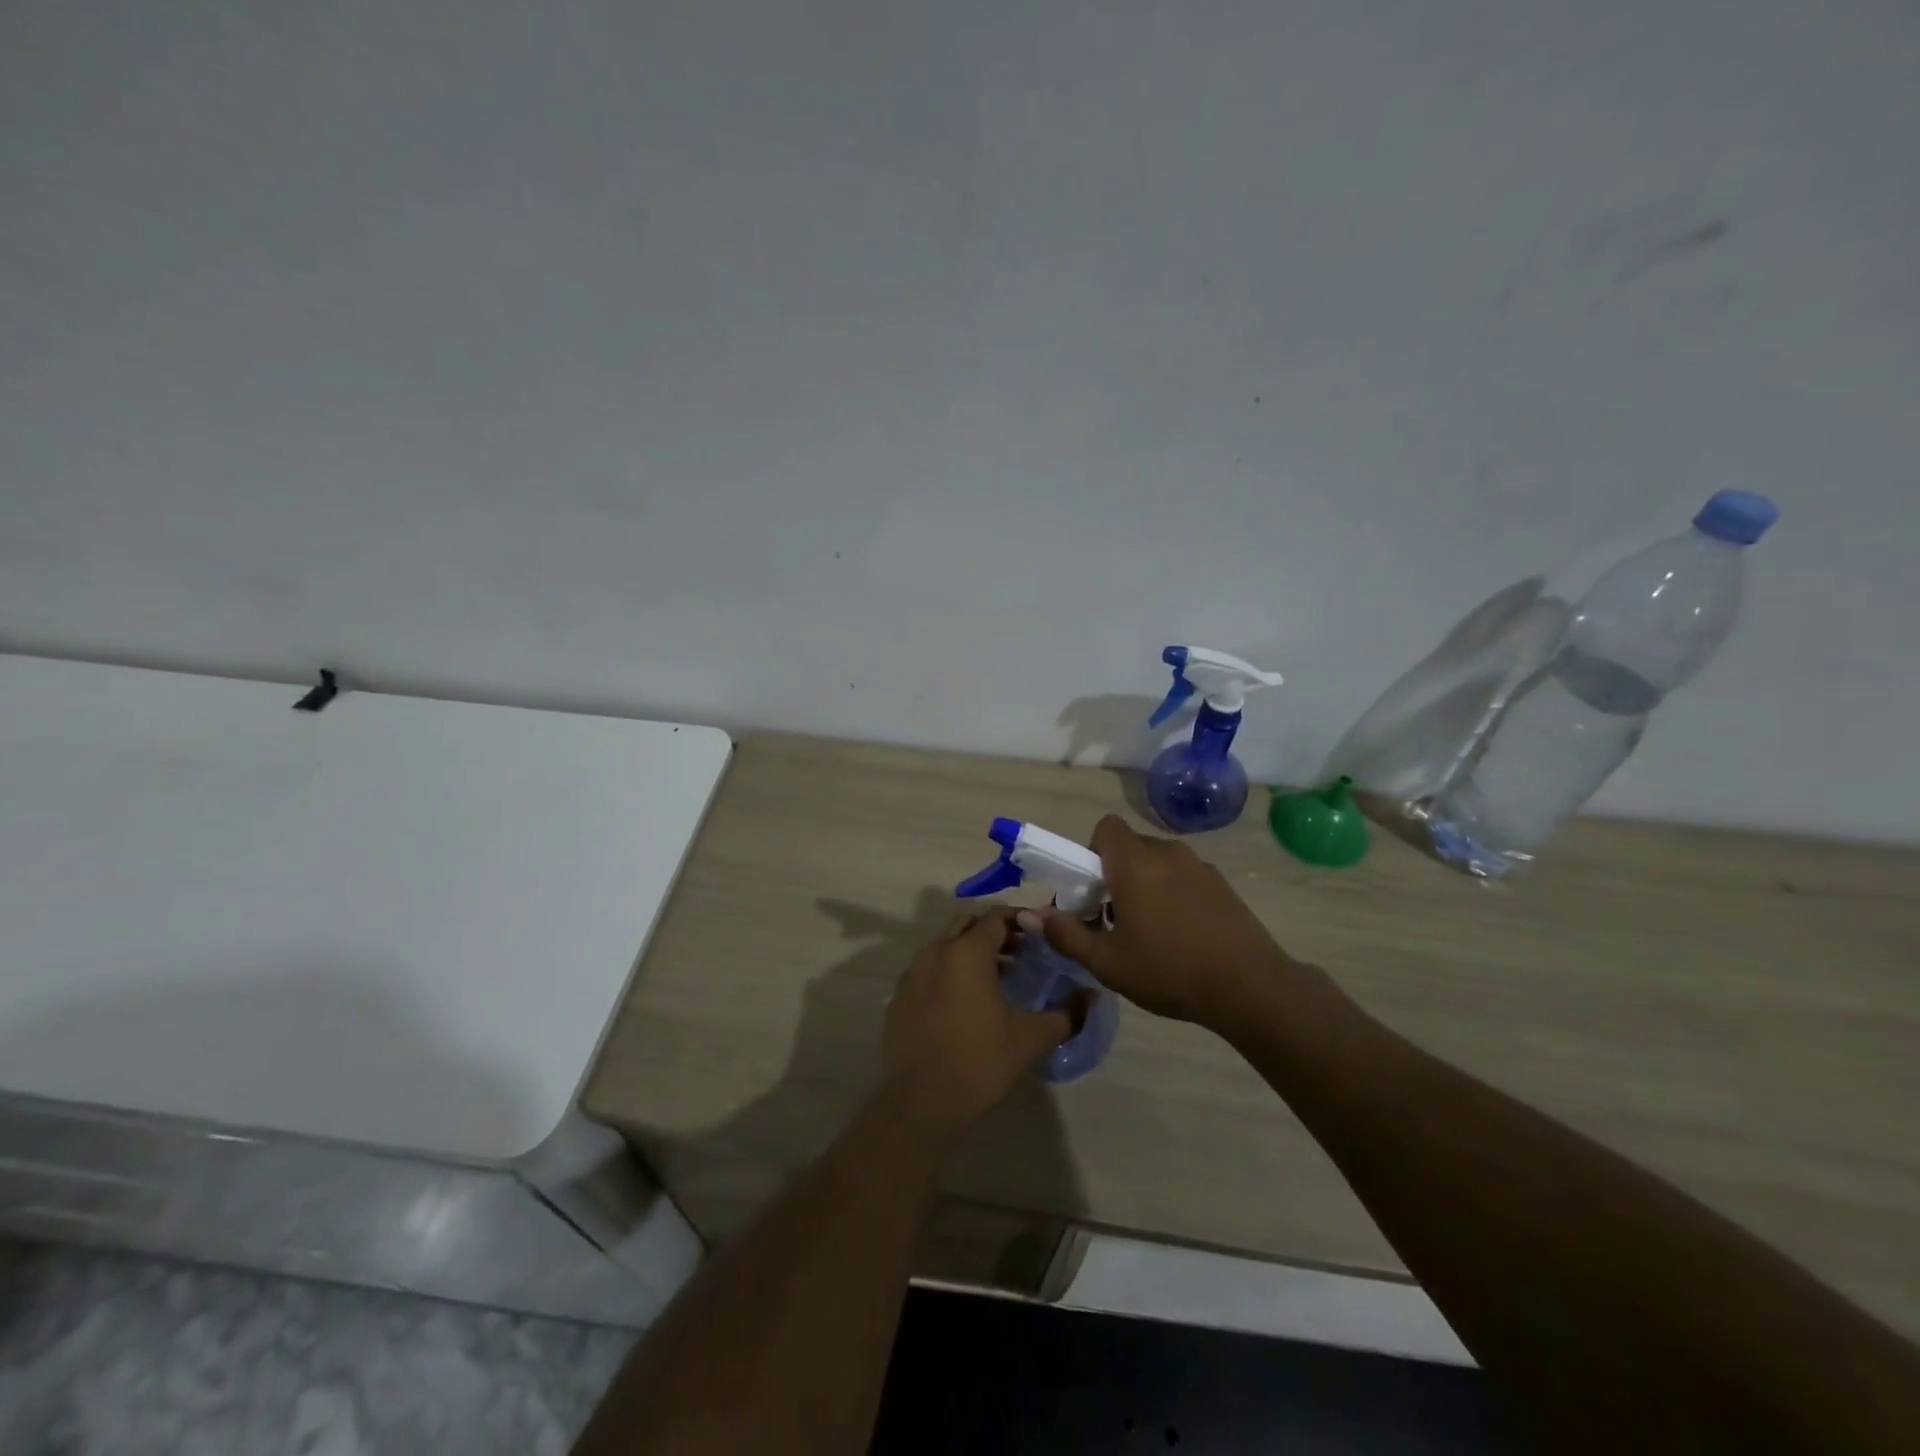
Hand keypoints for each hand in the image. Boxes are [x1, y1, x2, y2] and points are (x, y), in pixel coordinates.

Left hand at [882, 907, 1083, 1139]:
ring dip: (969, 952)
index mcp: (967, 952)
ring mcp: (912, 973)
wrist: (922, 1102)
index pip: (995, 917)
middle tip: (1019, 954)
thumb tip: (1092, 996)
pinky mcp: (898, 997)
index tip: (1038, 935)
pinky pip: (927, 971)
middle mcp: (935, 952)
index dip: (1019, 921)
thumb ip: (1066, 1014)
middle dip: (993, 933)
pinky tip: (962, 1004)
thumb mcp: (1031, 1038)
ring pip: (944, 946)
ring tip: (995, 979)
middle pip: (967, 925)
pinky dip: (947, 973)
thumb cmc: (980, 1061)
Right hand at [1021, 815, 1293, 1026]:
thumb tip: (1026, 915)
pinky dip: (1173, 894)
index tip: (1092, 890)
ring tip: (1148, 932)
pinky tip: (1181, 936)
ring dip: (1145, 884)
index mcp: (1135, 863)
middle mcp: (1167, 853)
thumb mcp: (1107, 962)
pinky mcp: (1222, 885)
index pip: (1106, 827)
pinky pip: (1184, 877)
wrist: (1250, 986)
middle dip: (1115, 873)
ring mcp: (1200, 867)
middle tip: (1113, 918)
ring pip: (1158, 863)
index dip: (1091, 851)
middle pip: (1130, 847)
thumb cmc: (1169, 969)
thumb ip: (1065, 934)